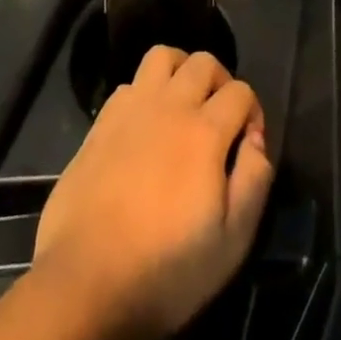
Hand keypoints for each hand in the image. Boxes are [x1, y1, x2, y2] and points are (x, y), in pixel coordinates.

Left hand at [33, 47, 271, 339]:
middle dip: (221, 81)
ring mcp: (131, 109)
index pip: (240, 92)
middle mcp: (170, 106)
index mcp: (205, 132)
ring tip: (184, 104)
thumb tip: (256, 141)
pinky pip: (129, 84)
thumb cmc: (165, 270)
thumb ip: (254, 181)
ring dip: (180, 71)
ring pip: (162, 56)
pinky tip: (145, 127)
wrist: (84, 283)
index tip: (249, 145)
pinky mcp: (100, 122)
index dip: (253, 112)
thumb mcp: (231, 243)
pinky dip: (145, 93)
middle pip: (203, 62)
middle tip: (220, 118)